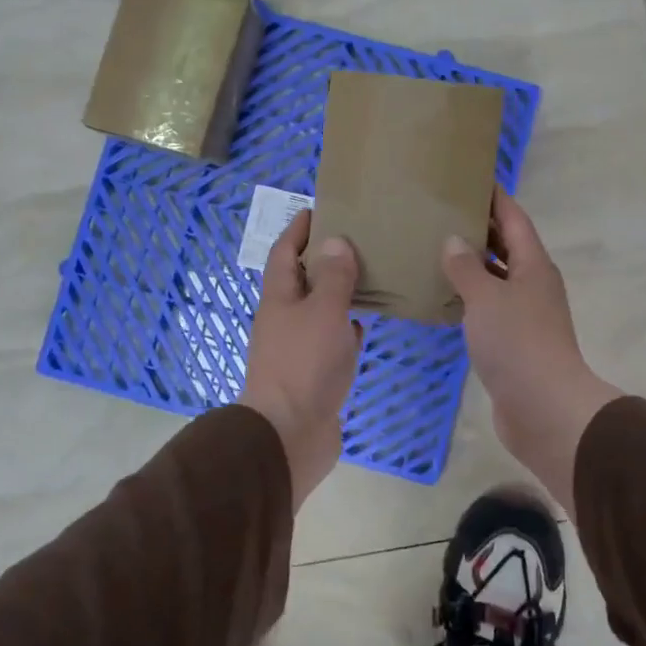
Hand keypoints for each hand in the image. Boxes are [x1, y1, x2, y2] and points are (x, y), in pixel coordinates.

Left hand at [242, 209, 361, 507]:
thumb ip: (334, 277)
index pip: (284, 253)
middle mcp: (284, 319)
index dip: (298, 230)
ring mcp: (296, 349)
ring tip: (367, 275)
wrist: (289, 436)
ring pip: (318, 311)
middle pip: (301, 280)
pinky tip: (364, 324)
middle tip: (356, 239)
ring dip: (336, 293)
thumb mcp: (324, 312)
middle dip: (322, 259)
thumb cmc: (304, 365)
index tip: (318, 209)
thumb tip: (336, 242)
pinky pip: (329, 341)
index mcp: (278, 299)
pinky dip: (345, 328)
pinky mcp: (312, 375)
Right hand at [441, 188, 620, 518]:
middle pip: (506, 246)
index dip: (495, 196)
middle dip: (479, 228)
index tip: (470, 177)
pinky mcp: (514, 342)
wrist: (544, 409)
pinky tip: (443, 297)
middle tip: (441, 211)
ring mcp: (526, 315)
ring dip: (472, 264)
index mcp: (533, 265)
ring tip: (435, 248)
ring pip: (496, 278)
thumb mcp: (486, 298)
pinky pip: (489, 307)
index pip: (514, 218)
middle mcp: (533, 284)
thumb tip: (453, 240)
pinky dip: (469, 297)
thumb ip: (466, 267)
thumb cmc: (518, 344)